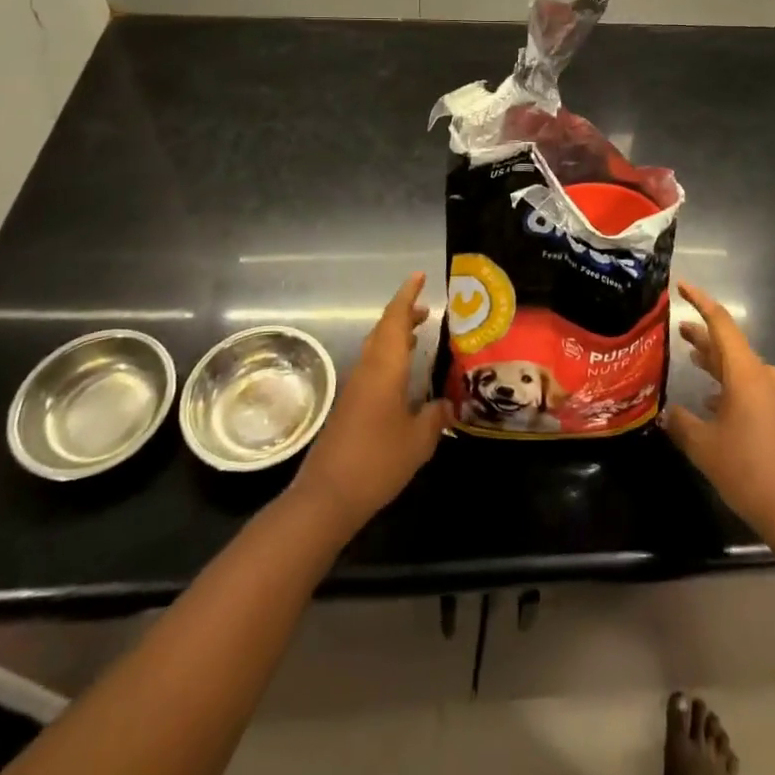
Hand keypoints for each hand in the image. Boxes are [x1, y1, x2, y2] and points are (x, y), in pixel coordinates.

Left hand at [289, 273, 452, 536]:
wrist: (326, 497)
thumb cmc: (377, 461)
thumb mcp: (418, 441)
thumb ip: (435, 418)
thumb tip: (447, 405)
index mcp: (384, 368)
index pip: (395, 320)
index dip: (407, 295)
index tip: (419, 276)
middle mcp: (367, 370)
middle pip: (383, 330)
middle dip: (404, 314)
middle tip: (427, 309)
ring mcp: (355, 389)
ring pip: (376, 349)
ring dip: (396, 336)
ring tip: (419, 334)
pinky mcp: (349, 407)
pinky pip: (372, 368)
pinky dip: (389, 359)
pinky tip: (402, 375)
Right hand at [663, 282, 774, 550]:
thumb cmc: (748, 471)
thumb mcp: (703, 446)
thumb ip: (681, 423)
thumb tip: (667, 413)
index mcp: (746, 373)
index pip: (721, 323)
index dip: (701, 302)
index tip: (682, 286)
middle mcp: (764, 376)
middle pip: (730, 346)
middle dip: (703, 336)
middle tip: (677, 328)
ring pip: (739, 368)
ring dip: (715, 362)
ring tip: (690, 357)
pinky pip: (749, 388)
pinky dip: (728, 386)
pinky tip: (710, 401)